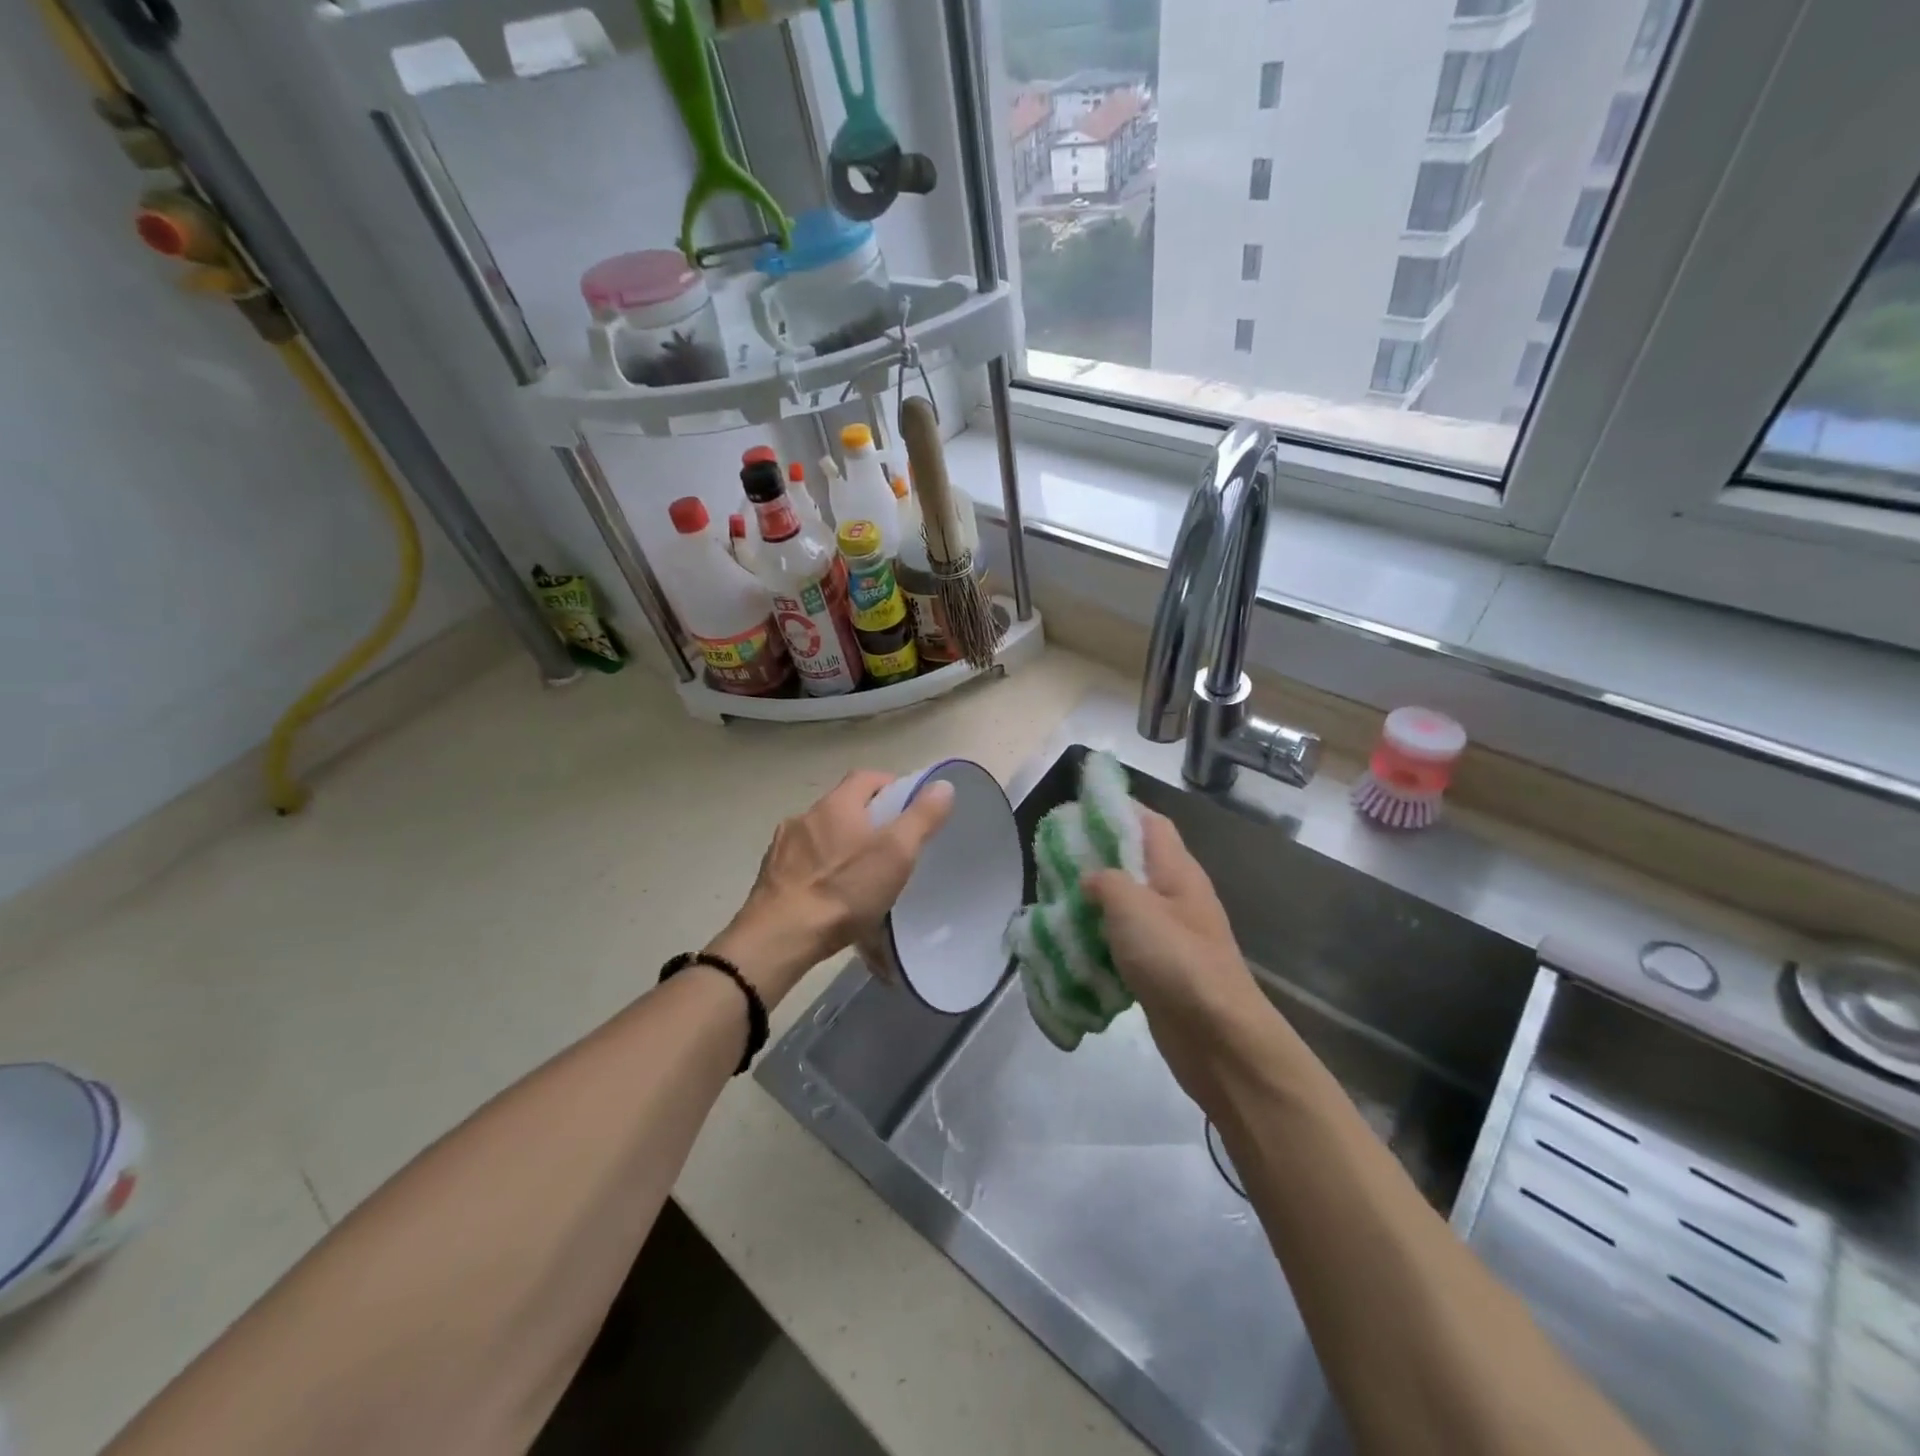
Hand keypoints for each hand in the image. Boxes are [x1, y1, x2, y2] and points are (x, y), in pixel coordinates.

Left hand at [711, 770, 954, 1005]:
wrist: (781, 936)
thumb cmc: (844, 889)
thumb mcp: (896, 853)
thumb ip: (921, 817)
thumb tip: (943, 785)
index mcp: (837, 804)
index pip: (867, 777)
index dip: (890, 786)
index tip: (908, 808)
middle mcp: (806, 816)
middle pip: (843, 806)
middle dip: (867, 820)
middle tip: (890, 846)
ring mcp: (783, 846)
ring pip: (821, 836)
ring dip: (840, 846)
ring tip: (859, 875)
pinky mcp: (770, 875)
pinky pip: (803, 863)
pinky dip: (819, 870)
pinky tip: (829, 896)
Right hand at [1082, 810, 1269, 1099]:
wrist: (1218, 1038)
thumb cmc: (1176, 960)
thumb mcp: (1133, 907)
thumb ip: (1106, 881)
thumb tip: (1090, 878)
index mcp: (1177, 871)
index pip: (1150, 822)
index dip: (1118, 808)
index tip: (1079, 807)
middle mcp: (1176, 895)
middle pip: (1135, 861)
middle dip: (1096, 856)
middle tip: (1054, 857)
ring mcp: (1170, 933)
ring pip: (1126, 903)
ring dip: (1094, 901)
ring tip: (1054, 897)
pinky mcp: (1160, 967)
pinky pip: (1124, 941)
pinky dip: (1099, 938)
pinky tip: (1071, 944)